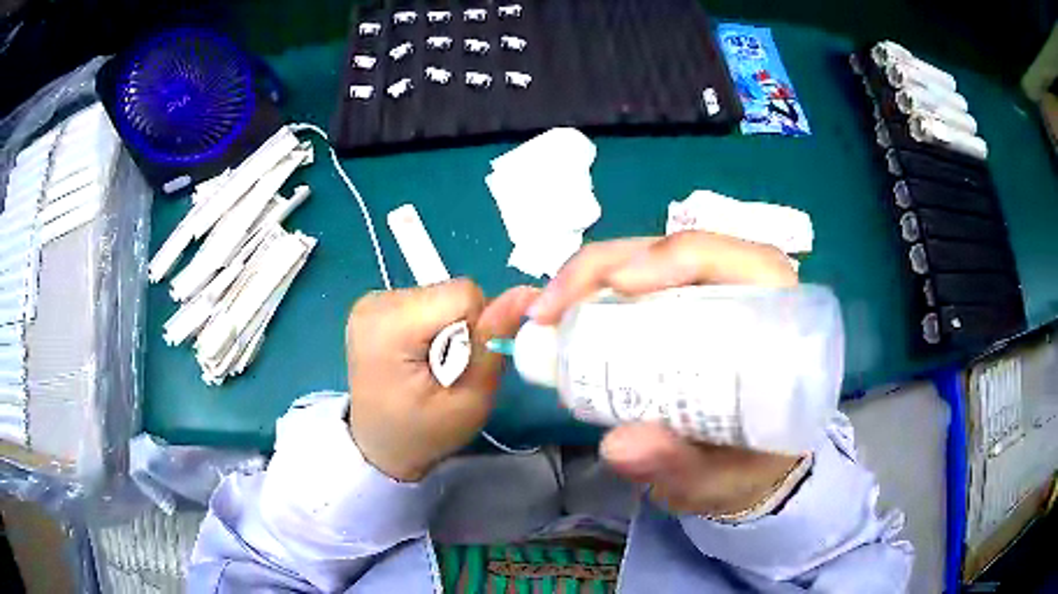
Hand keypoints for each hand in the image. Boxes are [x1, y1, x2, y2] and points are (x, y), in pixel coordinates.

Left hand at [346, 280, 537, 481]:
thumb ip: (494, 343)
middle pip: (450, 292)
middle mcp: (376, 301)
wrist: (378, 446)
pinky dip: (431, 325)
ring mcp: (371, 300)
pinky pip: (424, 301)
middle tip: (446, 370)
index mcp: (391, 325)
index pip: (464, 294)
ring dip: (447, 327)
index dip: (479, 328)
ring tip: (429, 366)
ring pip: (440, 295)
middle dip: (462, 328)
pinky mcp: (373, 305)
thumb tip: (527, 293)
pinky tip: (416, 355)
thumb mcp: (469, 401)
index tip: (463, 365)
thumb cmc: (423, 433)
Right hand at [531, 232, 803, 516]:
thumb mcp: (719, 479)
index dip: (676, 257)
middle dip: (607, 265)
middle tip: (550, 307)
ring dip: (591, 276)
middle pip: (675, 250)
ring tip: (546, 313)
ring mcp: (707, 297)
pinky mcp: (679, 309)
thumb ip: (680, 466)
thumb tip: (617, 444)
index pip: (737, 262)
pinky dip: (592, 294)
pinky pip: (633, 285)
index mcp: (777, 321)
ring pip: (647, 260)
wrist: (748, 472)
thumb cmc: (748, 469)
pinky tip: (562, 317)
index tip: (619, 286)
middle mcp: (744, 294)